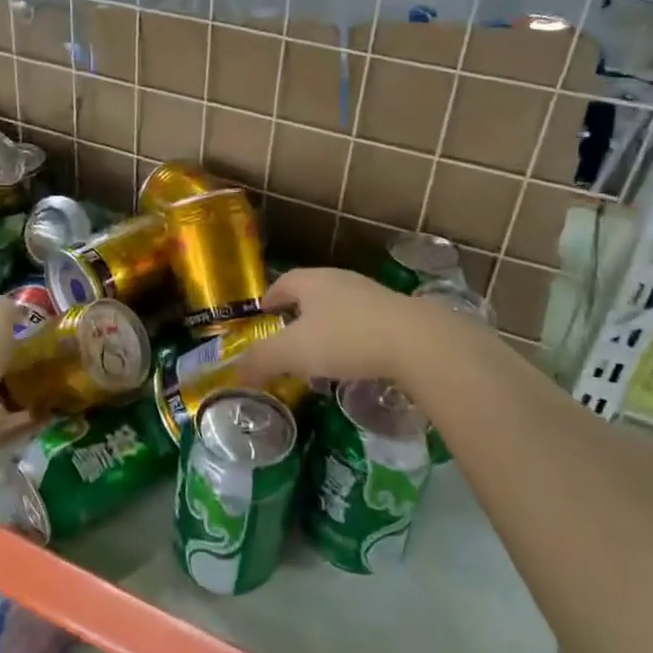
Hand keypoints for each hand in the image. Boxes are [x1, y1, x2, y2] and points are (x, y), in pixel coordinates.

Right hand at [233, 268, 424, 387]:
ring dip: (326, 327)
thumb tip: (235, 372)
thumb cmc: (345, 338)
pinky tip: (353, 361)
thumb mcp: (293, 352)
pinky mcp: (397, 315)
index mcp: (312, 281)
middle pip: (312, 292)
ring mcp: (372, 296)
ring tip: (319, 354)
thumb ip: (261, 359)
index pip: (283, 282)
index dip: (270, 297)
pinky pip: (363, 324)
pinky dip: (351, 339)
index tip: (263, 313)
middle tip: (287, 337)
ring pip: (339, 308)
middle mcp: (341, 281)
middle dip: (297, 313)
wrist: (417, 342)